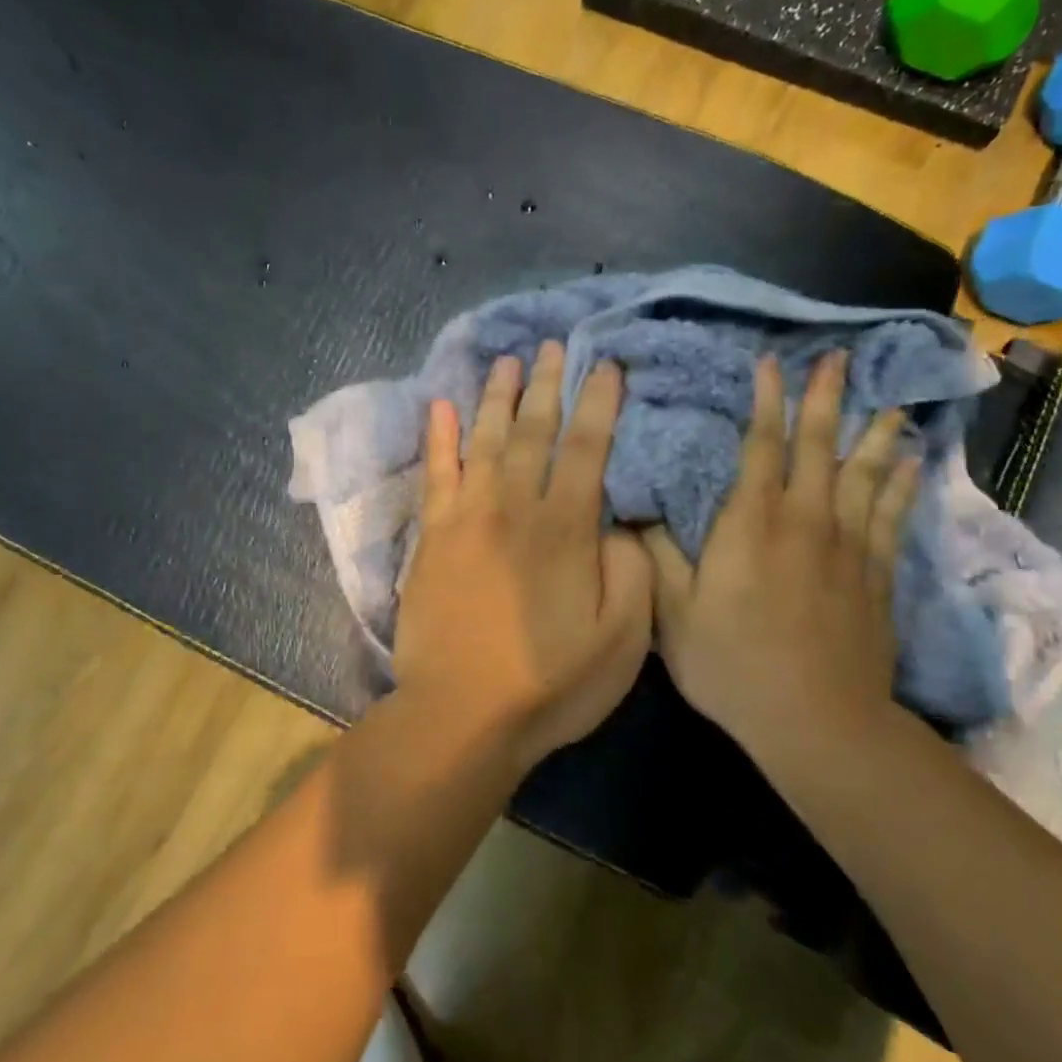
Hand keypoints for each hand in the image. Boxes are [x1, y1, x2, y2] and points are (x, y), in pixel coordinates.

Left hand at [394, 340, 653, 769]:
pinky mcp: (431, 540)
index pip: (587, 447)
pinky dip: (437, 438)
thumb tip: (617, 521)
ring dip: (495, 398)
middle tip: (552, 345)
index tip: (606, 364)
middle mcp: (515, 508)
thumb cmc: (551, 684)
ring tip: (505, 361)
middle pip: (532, 432)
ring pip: (483, 441)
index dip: (599, 402)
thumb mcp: (623, 639)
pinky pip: (435, 475)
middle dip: (546, 385)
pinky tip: (439, 405)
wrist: (461, 716)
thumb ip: (630, 569)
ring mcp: (466, 519)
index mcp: (566, 529)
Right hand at [643, 352, 920, 756]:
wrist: (814, 718)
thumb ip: (656, 553)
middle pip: (819, 446)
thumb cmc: (732, 663)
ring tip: (888, 403)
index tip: (771, 364)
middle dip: (824, 399)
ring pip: (867, 473)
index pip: (761, 446)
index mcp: (751, 522)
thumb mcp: (672, 612)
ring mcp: (848, 545)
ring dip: (874, 434)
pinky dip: (904, 485)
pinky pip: (894, 515)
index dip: (766, 402)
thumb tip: (638, 508)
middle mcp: (805, 519)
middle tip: (837, 358)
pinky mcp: (877, 574)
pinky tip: (913, 464)